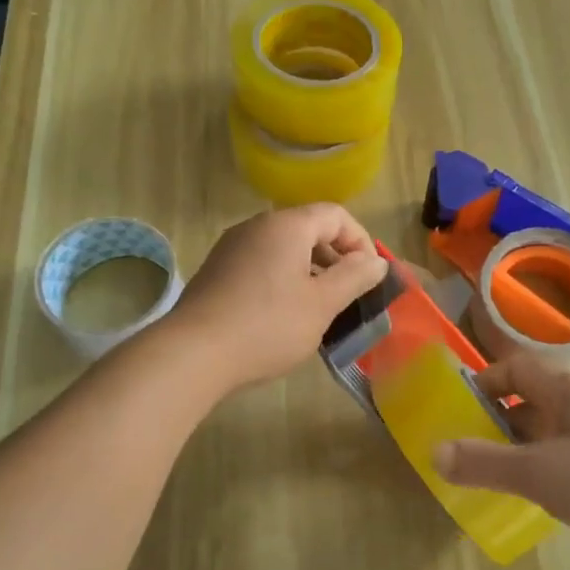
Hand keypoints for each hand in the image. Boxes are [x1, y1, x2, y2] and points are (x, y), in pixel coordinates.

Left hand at [167, 204, 387, 392]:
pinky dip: (282, 280)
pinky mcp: (216, 271)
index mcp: (286, 225)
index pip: (336, 215)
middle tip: (347, 295)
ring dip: (309, 272)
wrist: (193, 353)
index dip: (360, 241)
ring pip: (283, 249)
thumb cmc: (267, 325)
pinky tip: (282, 316)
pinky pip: (261, 264)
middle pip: (308, 229)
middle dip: (335, 258)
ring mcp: (232, 248)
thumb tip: (376, 261)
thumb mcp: (322, 304)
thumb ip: (354, 277)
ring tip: (318, 309)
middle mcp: (256, 226)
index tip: (368, 277)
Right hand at [433, 354, 569, 558]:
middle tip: (472, 449)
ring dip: (525, 446)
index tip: (460, 409)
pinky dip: (551, 465)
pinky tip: (546, 495)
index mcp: (567, 391)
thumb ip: (485, 463)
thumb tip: (434, 452)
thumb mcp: (539, 473)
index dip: (484, 382)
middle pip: (533, 400)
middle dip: (499, 420)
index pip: (515, 369)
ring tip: (502, 475)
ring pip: (554, 429)